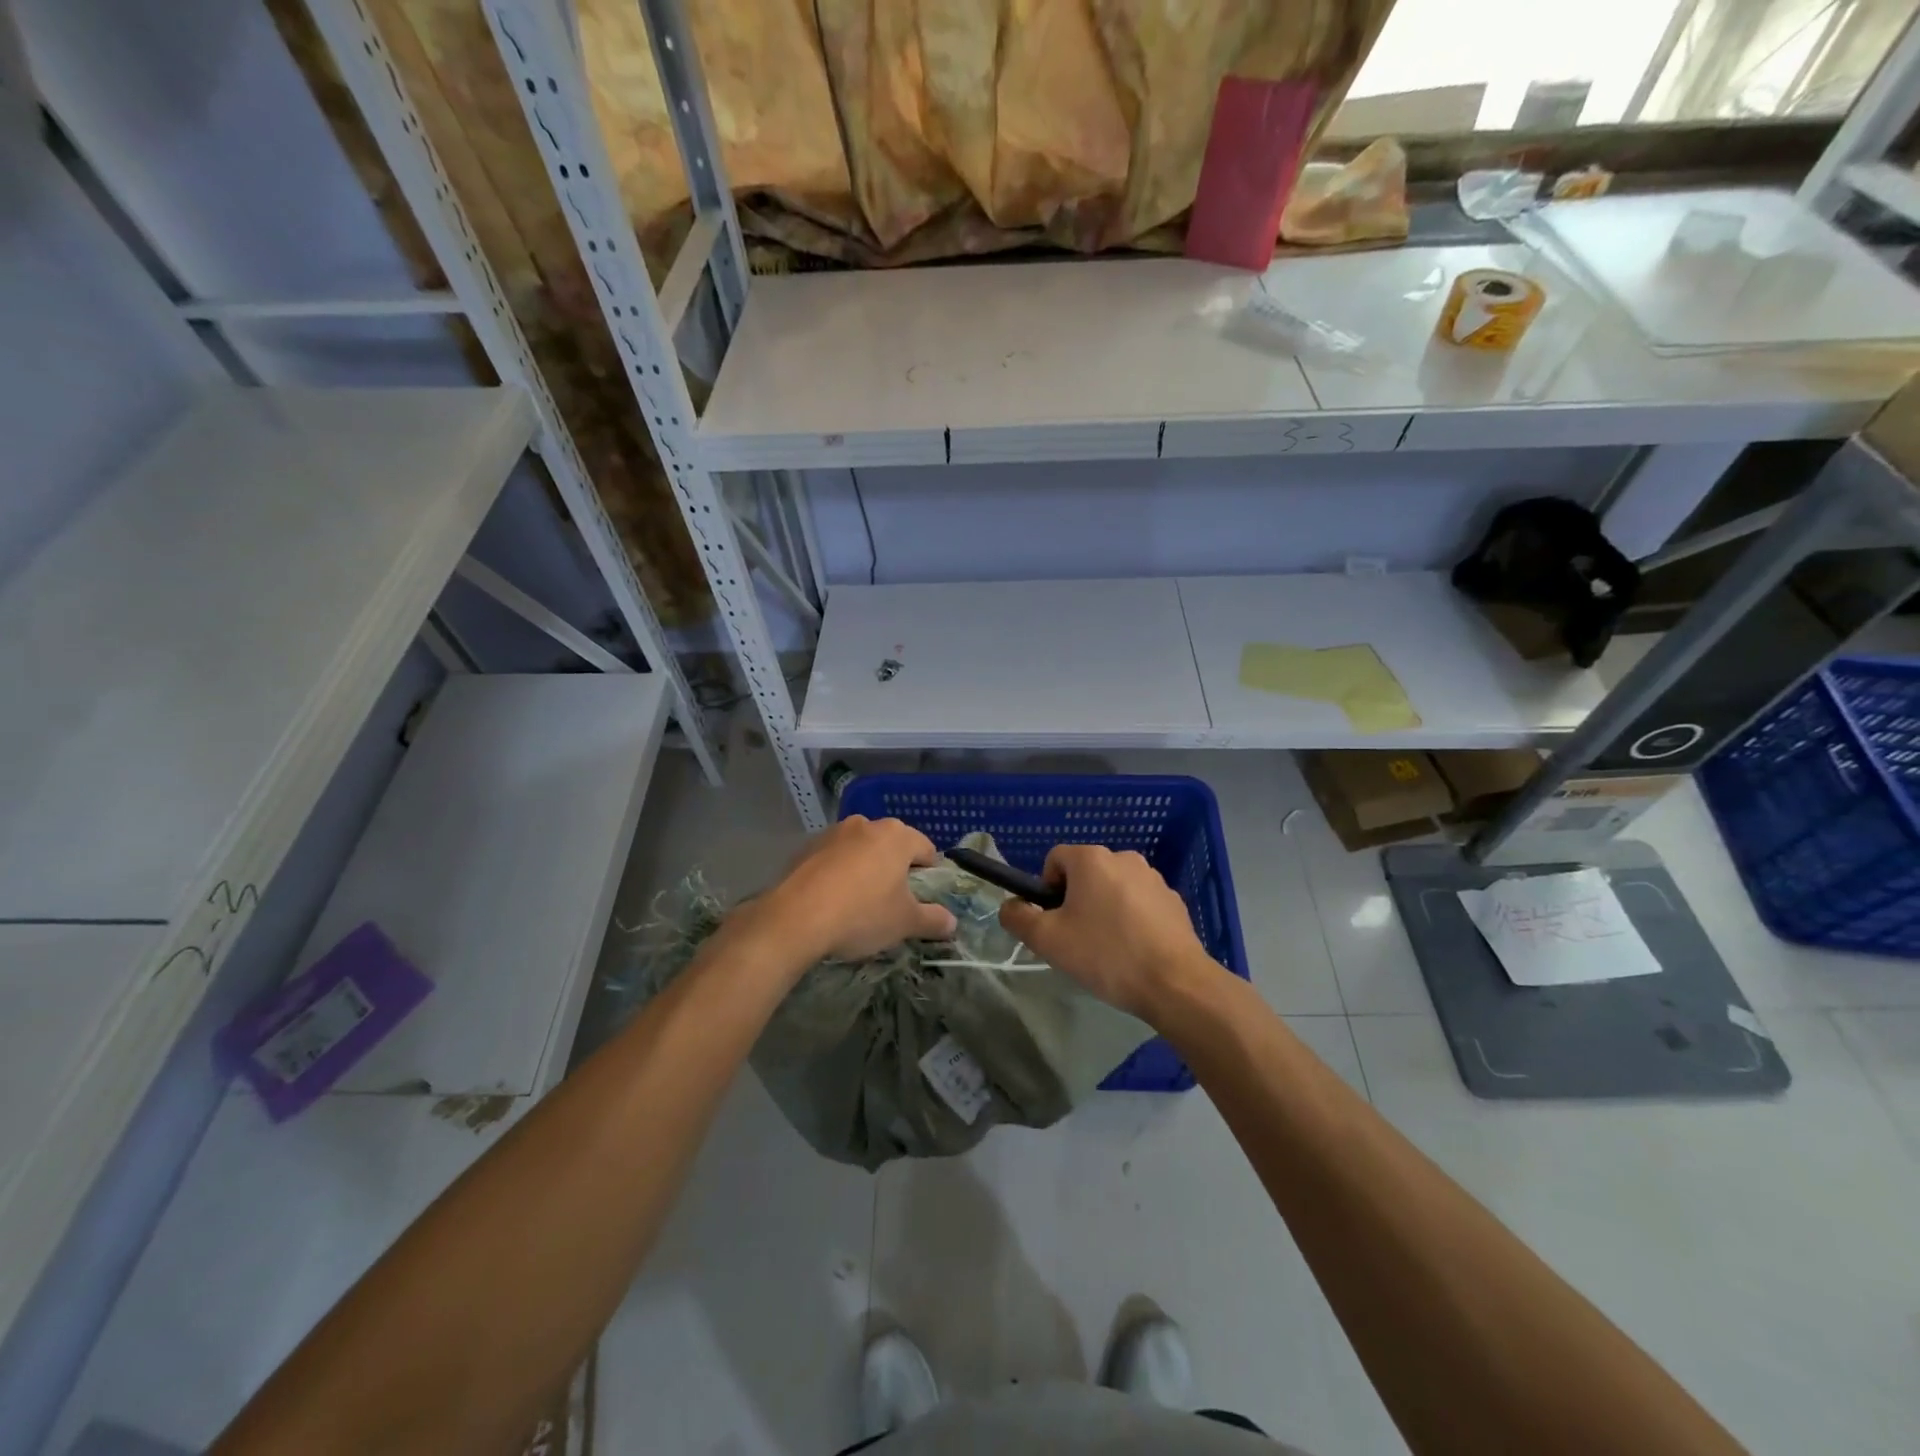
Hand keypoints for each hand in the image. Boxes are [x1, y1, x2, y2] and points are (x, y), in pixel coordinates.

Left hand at [755, 816, 957, 963]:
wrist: (795, 919)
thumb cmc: (862, 914)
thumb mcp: (905, 923)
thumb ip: (933, 920)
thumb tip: (952, 923)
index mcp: (896, 835)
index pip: (926, 849)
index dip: (930, 874)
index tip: (924, 899)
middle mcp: (866, 824)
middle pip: (891, 847)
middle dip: (895, 870)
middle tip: (893, 903)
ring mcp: (832, 833)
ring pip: (860, 851)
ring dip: (864, 870)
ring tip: (859, 904)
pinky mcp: (805, 848)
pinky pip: (833, 860)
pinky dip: (838, 875)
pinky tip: (832, 902)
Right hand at [998, 845, 1216, 1020]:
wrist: (1175, 983)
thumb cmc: (1105, 954)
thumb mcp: (1047, 940)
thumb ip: (1018, 918)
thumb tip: (1010, 906)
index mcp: (1092, 858)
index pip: (1054, 859)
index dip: (1046, 889)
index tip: (1054, 922)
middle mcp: (1124, 857)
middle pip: (1085, 874)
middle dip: (1075, 901)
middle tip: (1077, 940)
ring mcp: (1153, 878)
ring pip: (1113, 889)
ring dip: (1104, 910)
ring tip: (1108, 950)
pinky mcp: (1174, 901)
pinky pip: (1139, 904)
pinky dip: (1131, 920)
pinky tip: (1135, 952)